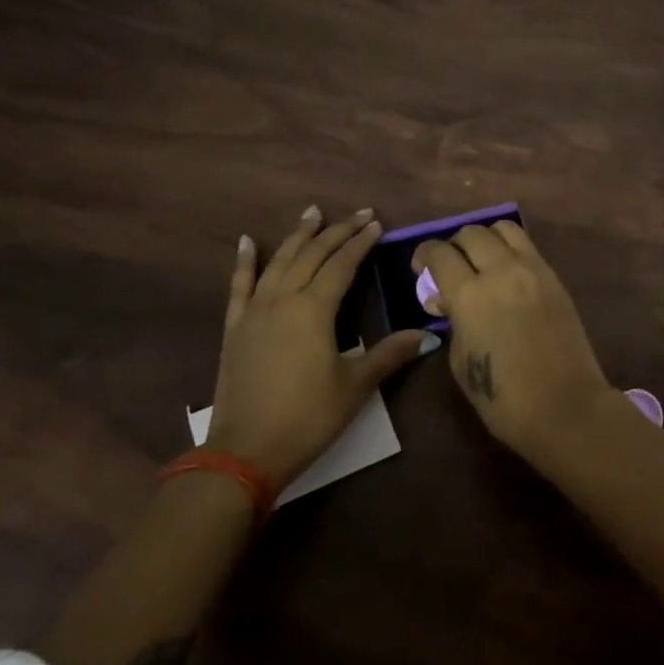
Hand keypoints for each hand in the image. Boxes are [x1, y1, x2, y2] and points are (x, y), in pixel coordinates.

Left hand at [208, 206, 435, 491]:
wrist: (245, 452)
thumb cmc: (307, 418)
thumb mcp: (354, 387)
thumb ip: (389, 354)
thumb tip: (428, 335)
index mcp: (314, 310)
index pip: (342, 265)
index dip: (361, 243)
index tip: (377, 224)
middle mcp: (284, 299)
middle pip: (313, 255)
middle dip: (337, 232)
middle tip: (358, 214)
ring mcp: (255, 311)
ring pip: (280, 262)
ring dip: (299, 236)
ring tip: (313, 212)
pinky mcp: (236, 327)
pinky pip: (240, 285)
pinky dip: (245, 261)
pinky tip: (248, 241)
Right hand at [410, 221, 614, 462]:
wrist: (565, 407)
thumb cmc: (503, 398)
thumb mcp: (460, 361)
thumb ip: (453, 321)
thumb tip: (448, 301)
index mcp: (470, 295)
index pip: (440, 253)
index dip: (424, 255)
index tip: (421, 267)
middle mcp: (501, 271)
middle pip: (471, 233)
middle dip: (454, 245)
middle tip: (450, 266)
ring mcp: (533, 270)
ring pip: (504, 228)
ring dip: (486, 239)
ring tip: (481, 261)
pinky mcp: (555, 277)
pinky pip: (527, 247)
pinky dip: (510, 250)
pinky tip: (506, 273)